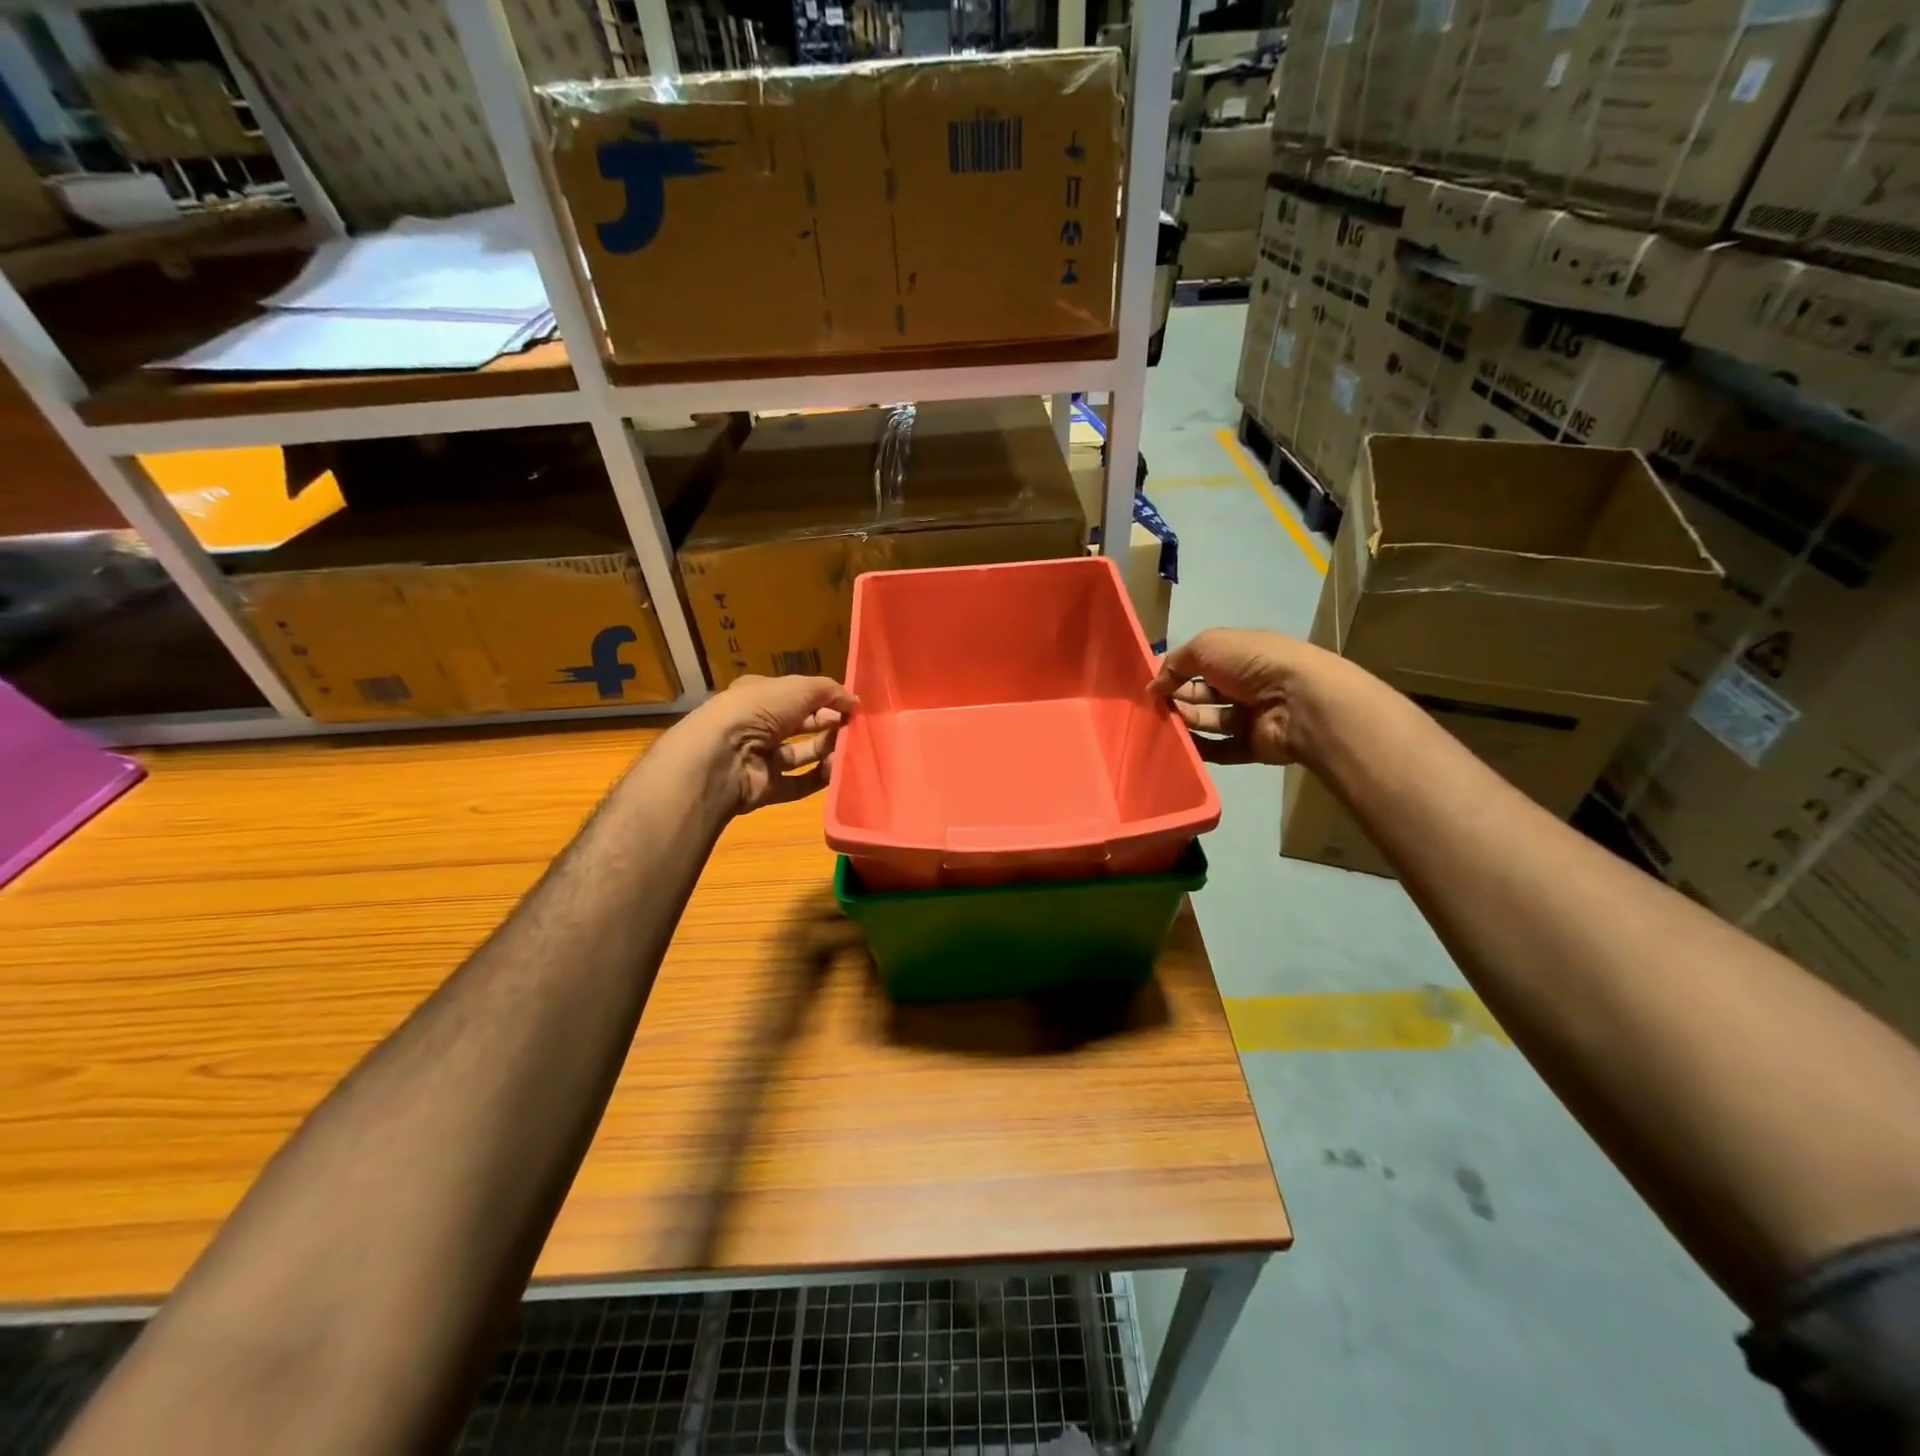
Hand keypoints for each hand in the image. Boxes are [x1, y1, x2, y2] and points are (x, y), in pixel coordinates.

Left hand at [687, 675, 858, 813]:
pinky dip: (818, 778)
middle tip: (854, 727)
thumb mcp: (798, 688)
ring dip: (826, 750)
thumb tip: (855, 701)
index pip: (797, 695)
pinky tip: (837, 770)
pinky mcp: (765, 787)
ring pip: (801, 754)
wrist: (721, 757)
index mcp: (759, 696)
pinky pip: (798, 783)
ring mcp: (760, 758)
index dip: (824, 698)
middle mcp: (758, 726)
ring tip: (850, 748)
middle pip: (801, 725)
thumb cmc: (757, 711)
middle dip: (828, 724)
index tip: (853, 706)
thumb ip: (829, 691)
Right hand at [1149, 628, 1346, 765]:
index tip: (1150, 686)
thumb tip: (1154, 687)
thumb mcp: (1206, 646)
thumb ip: (1175, 663)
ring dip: (1185, 723)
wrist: (1298, 701)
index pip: (1200, 663)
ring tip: (1161, 726)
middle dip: (1176, 698)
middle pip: (1202, 693)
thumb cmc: (1252, 663)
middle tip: (1152, 708)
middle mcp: (1245, 684)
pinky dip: (1199, 749)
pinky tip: (1178, 748)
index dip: (1174, 672)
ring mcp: (1250, 716)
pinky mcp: (1252, 746)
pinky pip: (1220, 750)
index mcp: (1238, 655)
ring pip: (1209, 721)